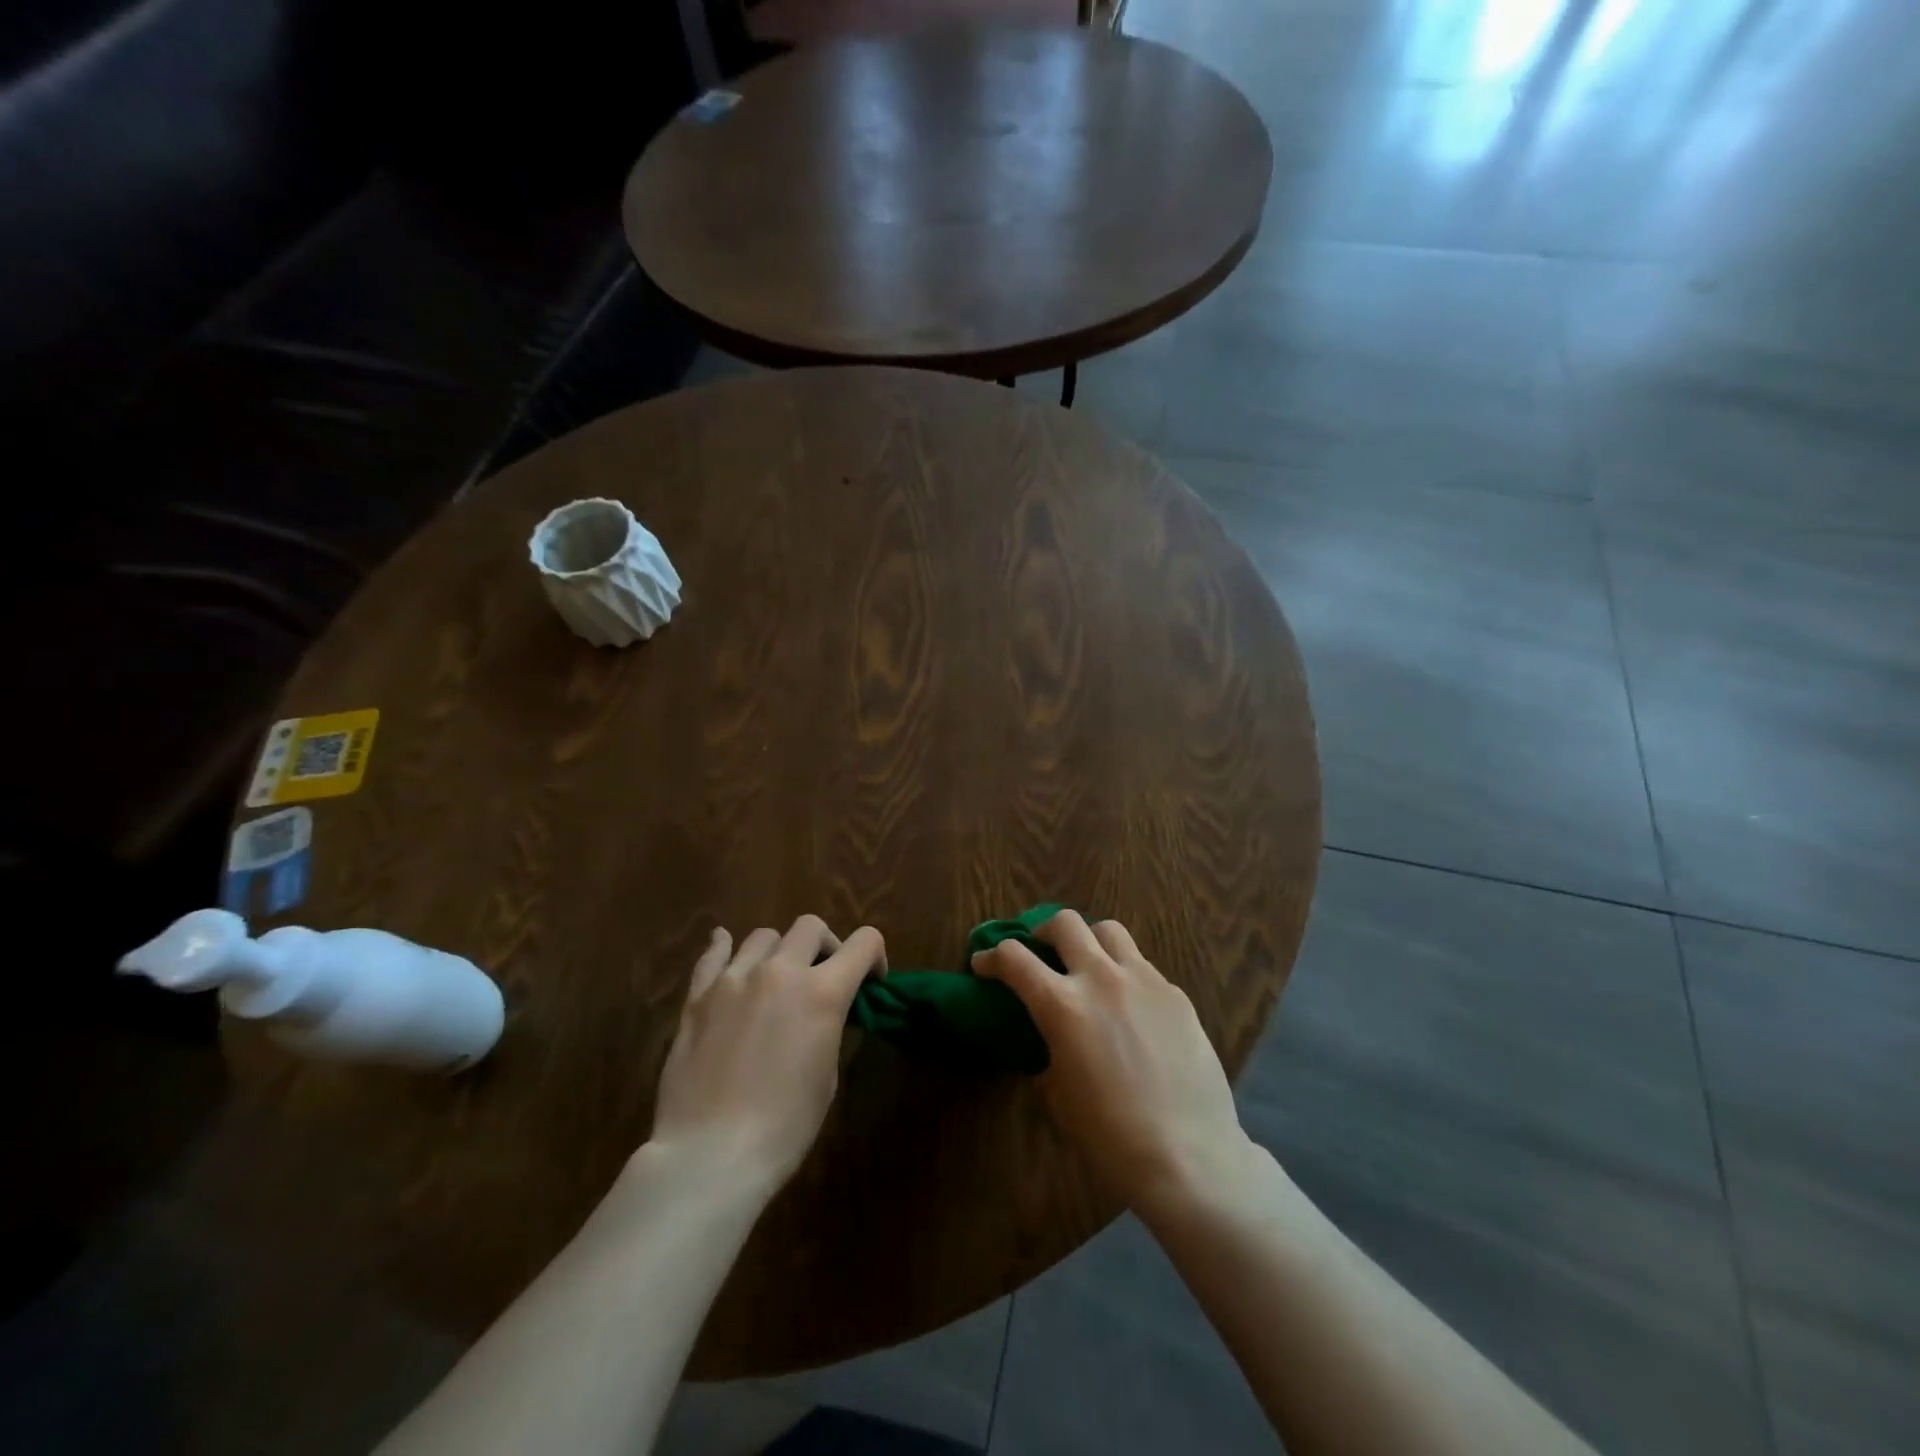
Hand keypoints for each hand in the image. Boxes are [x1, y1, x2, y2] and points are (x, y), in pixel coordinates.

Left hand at [649, 915, 885, 1191]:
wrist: (711, 1154)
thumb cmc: (784, 1126)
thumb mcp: (827, 1075)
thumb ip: (828, 1026)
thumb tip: (824, 1012)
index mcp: (822, 992)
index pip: (864, 942)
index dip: (875, 956)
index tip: (871, 981)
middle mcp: (780, 971)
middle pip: (811, 926)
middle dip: (826, 946)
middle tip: (822, 976)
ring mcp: (734, 979)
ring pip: (764, 936)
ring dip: (779, 951)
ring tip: (774, 978)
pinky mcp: (698, 996)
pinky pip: (713, 954)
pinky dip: (725, 947)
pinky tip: (726, 949)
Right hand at [973, 910, 1253, 1213]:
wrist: (1188, 1157)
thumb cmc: (1110, 1137)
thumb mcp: (1058, 1096)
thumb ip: (1048, 1054)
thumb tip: (1051, 1044)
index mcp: (1062, 1005)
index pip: (1014, 958)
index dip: (991, 957)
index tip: (984, 964)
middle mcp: (1101, 979)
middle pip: (1065, 923)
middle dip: (1043, 931)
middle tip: (1041, 951)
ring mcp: (1144, 981)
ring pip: (1109, 931)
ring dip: (1090, 941)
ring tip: (1089, 965)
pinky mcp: (1176, 995)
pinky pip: (1144, 968)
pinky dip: (1126, 976)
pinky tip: (1132, 1009)